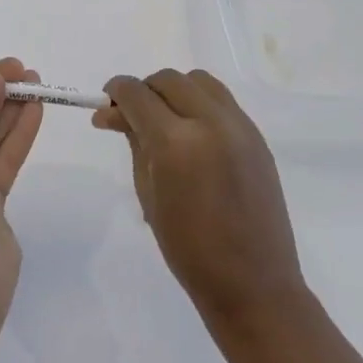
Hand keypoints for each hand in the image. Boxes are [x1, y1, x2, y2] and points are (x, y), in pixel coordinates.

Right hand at [93, 69, 306, 326]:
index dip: (116, 92)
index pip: (137, 94)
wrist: (252, 282)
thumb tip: (111, 113)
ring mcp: (240, 126)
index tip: (105, 103)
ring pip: (199, 81)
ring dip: (174, 90)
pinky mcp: (257, 136)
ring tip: (163, 120)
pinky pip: (222, 101)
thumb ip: (133, 143)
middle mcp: (210, 122)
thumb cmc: (188, 248)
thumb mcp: (147, 193)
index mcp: (176, 142)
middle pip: (168, 80)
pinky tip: (192, 133)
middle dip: (144, 90)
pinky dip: (199, 104)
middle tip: (130, 116)